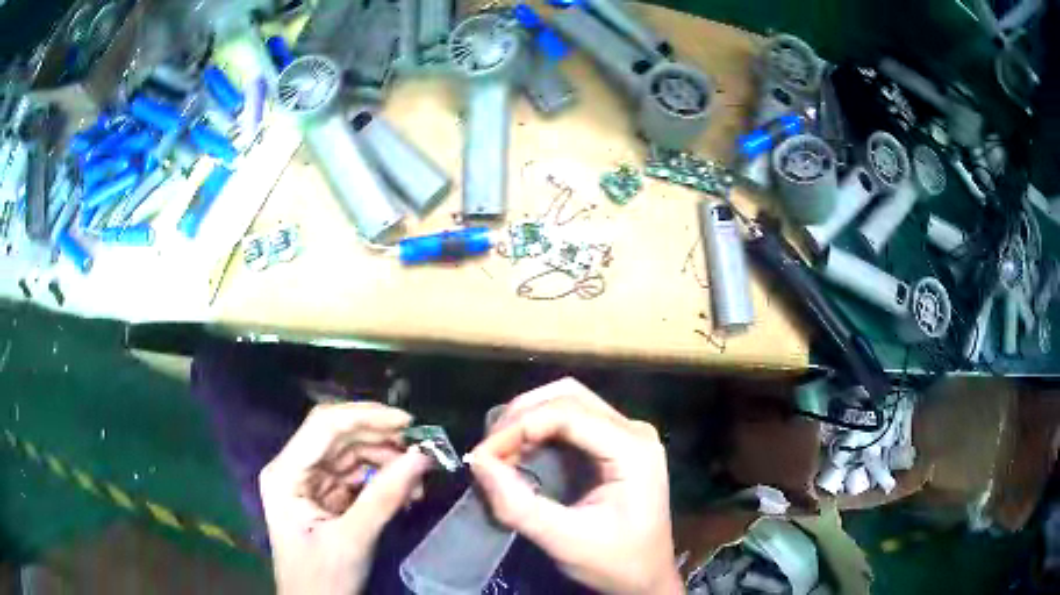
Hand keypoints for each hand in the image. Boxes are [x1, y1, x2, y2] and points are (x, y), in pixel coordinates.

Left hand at [259, 402, 431, 594]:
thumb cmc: (323, 578)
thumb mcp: (353, 539)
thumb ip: (384, 497)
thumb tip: (422, 456)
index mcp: (286, 472)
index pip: (324, 426)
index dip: (366, 417)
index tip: (409, 423)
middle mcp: (294, 468)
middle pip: (339, 437)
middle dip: (381, 441)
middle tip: (422, 450)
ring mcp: (310, 482)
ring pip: (351, 455)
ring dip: (386, 462)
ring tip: (419, 480)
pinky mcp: (326, 496)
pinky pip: (357, 476)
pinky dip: (383, 480)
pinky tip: (406, 491)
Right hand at [467, 378, 681, 594]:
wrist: (646, 577)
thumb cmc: (614, 562)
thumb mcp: (564, 540)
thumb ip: (518, 505)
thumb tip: (479, 463)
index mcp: (632, 449)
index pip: (567, 413)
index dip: (517, 427)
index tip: (482, 456)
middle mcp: (633, 430)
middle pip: (568, 396)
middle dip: (520, 416)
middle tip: (489, 450)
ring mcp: (627, 434)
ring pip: (569, 402)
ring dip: (528, 419)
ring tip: (500, 450)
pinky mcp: (617, 444)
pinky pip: (573, 420)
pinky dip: (540, 430)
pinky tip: (521, 451)